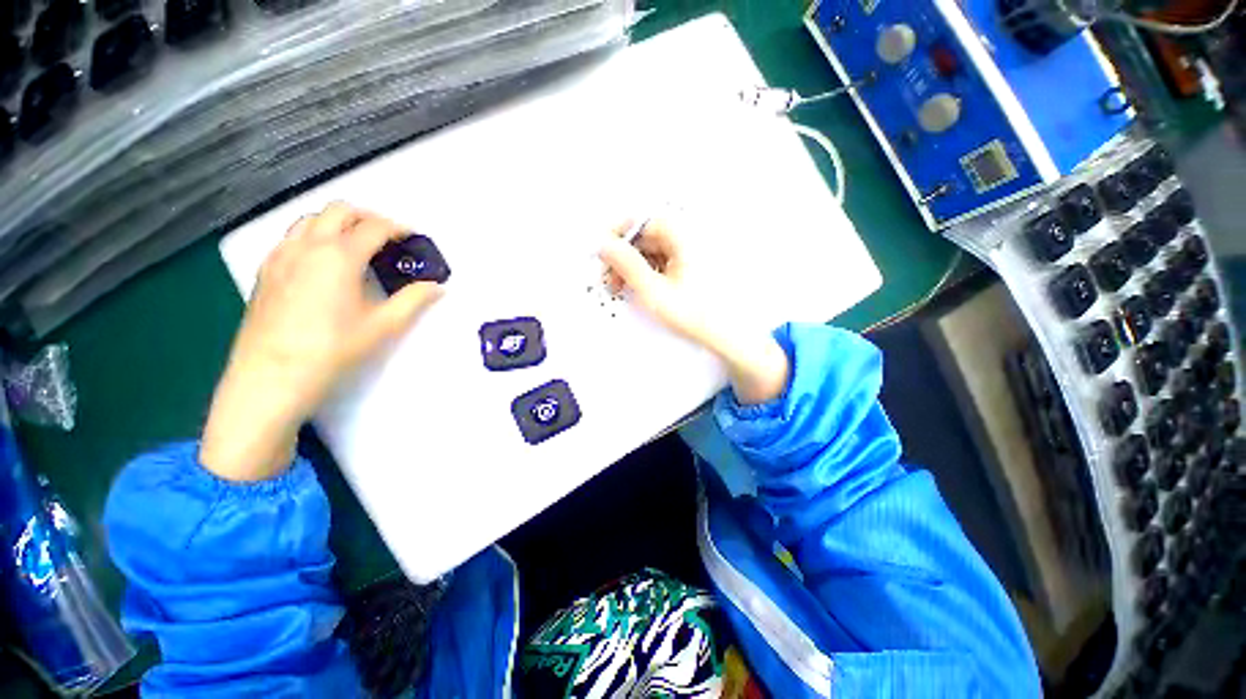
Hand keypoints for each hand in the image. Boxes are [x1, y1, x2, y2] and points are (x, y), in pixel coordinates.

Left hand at [201, 203, 443, 480]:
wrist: (271, 377)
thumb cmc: (333, 350)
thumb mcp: (383, 326)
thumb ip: (414, 300)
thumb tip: (437, 287)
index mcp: (339, 256)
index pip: (374, 227)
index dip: (399, 228)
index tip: (414, 237)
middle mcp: (307, 245)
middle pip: (339, 210)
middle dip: (368, 216)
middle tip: (388, 237)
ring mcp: (281, 255)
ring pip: (311, 219)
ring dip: (339, 222)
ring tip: (357, 245)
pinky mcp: (265, 270)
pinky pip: (292, 237)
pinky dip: (314, 236)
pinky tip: (323, 262)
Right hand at [599, 221, 788, 405]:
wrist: (725, 333)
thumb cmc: (695, 314)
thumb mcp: (653, 291)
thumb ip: (627, 265)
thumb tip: (604, 245)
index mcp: (682, 236)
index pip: (640, 221)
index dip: (617, 235)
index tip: (602, 253)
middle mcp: (688, 237)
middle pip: (645, 236)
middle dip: (624, 256)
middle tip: (610, 279)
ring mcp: (691, 250)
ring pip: (652, 249)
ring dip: (634, 265)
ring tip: (623, 287)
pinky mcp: (691, 263)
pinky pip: (663, 259)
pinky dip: (648, 270)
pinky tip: (642, 287)